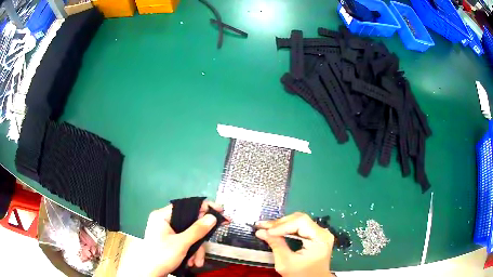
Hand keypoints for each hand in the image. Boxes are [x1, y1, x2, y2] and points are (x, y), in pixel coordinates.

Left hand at [141, 201, 226, 276]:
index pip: (186, 206)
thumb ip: (197, 230)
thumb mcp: (181, 243)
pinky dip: (190, 252)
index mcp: (162, 216)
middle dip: (199, 239)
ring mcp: (167, 232)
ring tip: (196, 262)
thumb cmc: (162, 255)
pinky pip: (185, 242)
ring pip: (189, 235)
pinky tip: (192, 262)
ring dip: (196, 250)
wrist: (150, 273)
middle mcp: (164, 221)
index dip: (204, 208)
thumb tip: (212, 217)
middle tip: (211, 242)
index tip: (220, 212)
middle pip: (189, 223)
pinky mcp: (170, 241)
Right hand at [255, 212, 334, 276]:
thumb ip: (276, 245)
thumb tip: (261, 232)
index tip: (265, 231)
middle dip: (279, 223)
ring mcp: (320, 233)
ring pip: (299, 221)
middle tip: (262, 226)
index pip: (300, 222)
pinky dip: (286, 228)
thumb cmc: (301, 275)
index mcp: (320, 238)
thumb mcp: (286, 262)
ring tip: (266, 227)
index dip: (282, 225)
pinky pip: (300, 227)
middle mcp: (322, 232)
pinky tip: (275, 230)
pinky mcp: (315, 236)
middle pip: (300, 219)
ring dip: (281, 224)